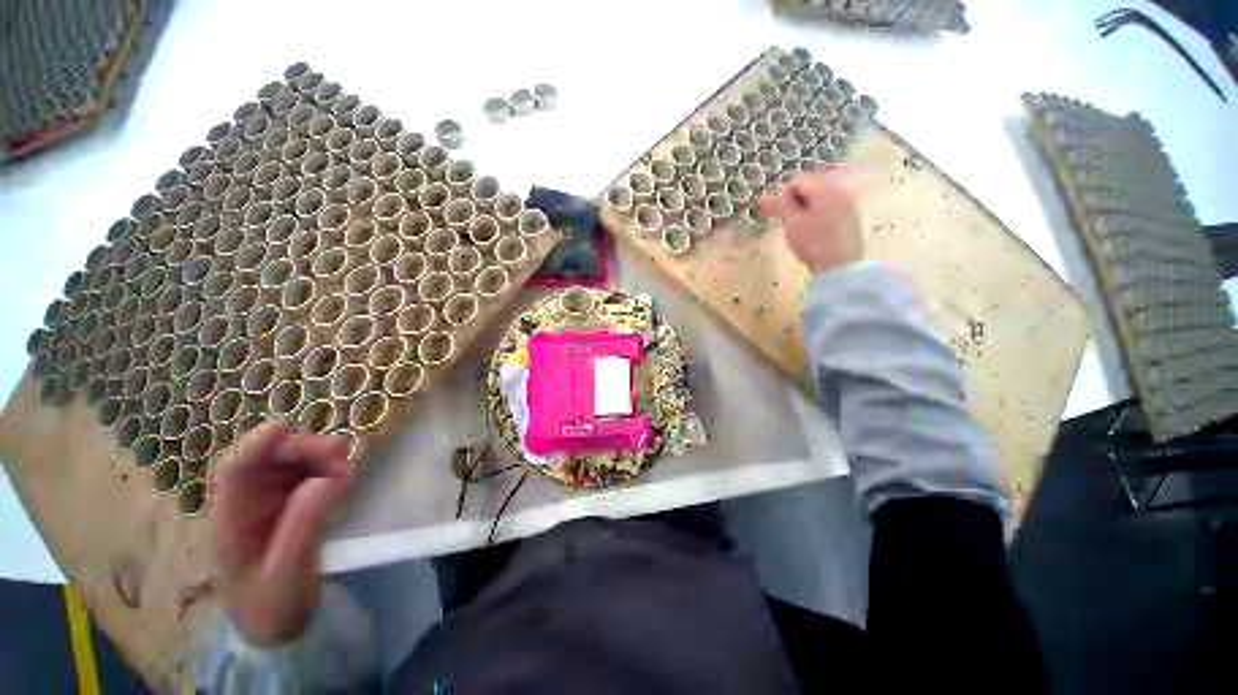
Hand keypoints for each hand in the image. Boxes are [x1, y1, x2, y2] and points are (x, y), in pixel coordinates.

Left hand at [215, 421, 352, 645]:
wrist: (274, 626)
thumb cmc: (271, 605)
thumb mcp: (288, 572)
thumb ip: (305, 523)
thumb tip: (333, 476)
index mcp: (230, 521)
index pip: (234, 471)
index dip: (258, 444)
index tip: (291, 425)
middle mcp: (245, 503)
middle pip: (266, 459)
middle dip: (302, 448)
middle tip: (343, 451)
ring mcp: (266, 503)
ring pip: (288, 463)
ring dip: (317, 456)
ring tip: (347, 465)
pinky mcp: (287, 505)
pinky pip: (305, 475)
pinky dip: (324, 468)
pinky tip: (341, 476)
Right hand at [763, 170, 864, 273]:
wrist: (840, 267)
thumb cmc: (813, 242)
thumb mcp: (792, 222)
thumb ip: (780, 205)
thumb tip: (766, 196)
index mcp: (825, 188)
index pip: (798, 181)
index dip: (782, 196)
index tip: (774, 213)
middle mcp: (839, 191)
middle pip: (810, 190)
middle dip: (794, 203)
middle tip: (784, 222)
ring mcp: (847, 206)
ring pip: (818, 202)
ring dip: (804, 212)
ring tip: (796, 230)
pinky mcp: (849, 221)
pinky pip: (827, 212)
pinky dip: (815, 218)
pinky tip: (810, 235)